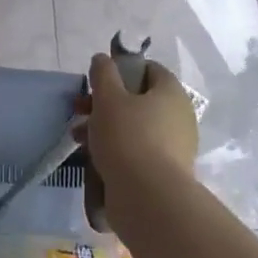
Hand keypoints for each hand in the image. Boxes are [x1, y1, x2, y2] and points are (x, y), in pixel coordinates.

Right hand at [76, 53, 197, 230]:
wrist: (149, 198)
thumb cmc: (128, 137)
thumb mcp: (108, 98)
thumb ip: (103, 74)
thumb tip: (103, 59)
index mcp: (171, 92)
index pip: (150, 69)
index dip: (123, 69)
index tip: (99, 80)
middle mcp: (179, 116)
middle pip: (139, 99)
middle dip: (106, 102)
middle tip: (80, 109)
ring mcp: (175, 146)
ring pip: (135, 126)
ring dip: (106, 127)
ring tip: (78, 137)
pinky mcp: (165, 171)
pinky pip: (138, 150)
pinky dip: (117, 149)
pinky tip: (93, 157)